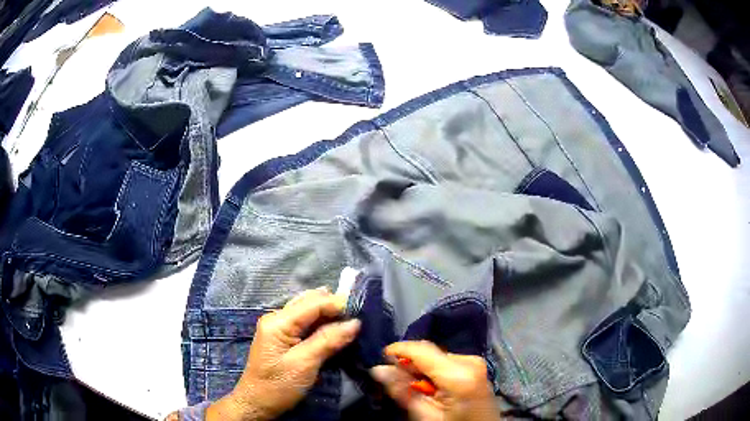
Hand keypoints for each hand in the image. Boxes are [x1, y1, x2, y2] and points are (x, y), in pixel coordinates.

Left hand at [206, 287, 360, 420]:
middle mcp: (278, 318)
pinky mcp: (284, 338)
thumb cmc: (278, 386)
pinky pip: (307, 324)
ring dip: (331, 316)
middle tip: (361, 317)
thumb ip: (327, 341)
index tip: (365, 311)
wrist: (257, 404)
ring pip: (310, 312)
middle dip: (336, 307)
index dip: (339, 304)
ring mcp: (280, 327)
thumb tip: (355, 323)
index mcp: (278, 321)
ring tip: (353, 323)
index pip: (314, 303)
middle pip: (311, 302)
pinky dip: (323, 326)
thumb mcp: (304, 364)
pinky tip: (337, 332)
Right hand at [371, 341, 500, 420]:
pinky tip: (430, 386)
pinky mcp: (476, 366)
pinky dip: (433, 371)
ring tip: (413, 387)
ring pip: (436, 356)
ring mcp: (475, 362)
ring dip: (420, 368)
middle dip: (409, 363)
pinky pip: (446, 361)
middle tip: (393, 380)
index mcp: (459, 373)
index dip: (398, 350)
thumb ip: (402, 391)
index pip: (422, 350)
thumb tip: (378, 369)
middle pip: (429, 352)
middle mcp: (469, 360)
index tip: (380, 358)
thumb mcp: (425, 415)